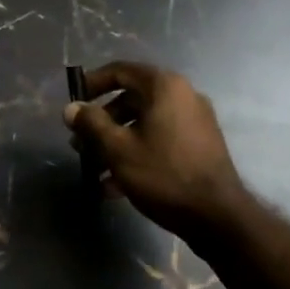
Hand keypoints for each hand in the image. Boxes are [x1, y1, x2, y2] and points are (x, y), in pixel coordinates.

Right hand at [63, 61, 249, 242]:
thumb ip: (91, 124)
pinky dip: (137, 153)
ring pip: (144, 123)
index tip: (74, 102)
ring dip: (116, 142)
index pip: (120, 71)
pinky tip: (116, 185)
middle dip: (101, 122)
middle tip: (80, 144)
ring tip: (94, 170)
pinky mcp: (199, 145)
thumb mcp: (118, 149)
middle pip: (131, 99)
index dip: (92, 83)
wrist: (219, 217)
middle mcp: (182, 95)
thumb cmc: (164, 175)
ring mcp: (194, 121)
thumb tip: (71, 109)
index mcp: (164, 86)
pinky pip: (160, 139)